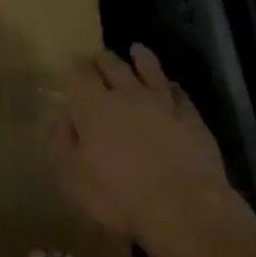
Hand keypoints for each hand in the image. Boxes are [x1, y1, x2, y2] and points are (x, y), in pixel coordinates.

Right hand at [48, 44, 232, 245]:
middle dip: (104, 60)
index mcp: (95, 106)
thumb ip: (63, 145)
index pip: (80, 76)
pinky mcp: (191, 118)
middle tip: (99, 57)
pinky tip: (173, 88)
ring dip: (141, 59)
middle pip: (114, 67)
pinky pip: (180, 94)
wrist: (184, 206)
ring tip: (137, 50)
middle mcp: (128, 95)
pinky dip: (173, 88)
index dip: (75, 68)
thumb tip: (63, 120)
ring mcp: (163, 103)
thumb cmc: (119, 196)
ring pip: (150, 70)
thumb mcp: (74, 179)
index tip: (72, 63)